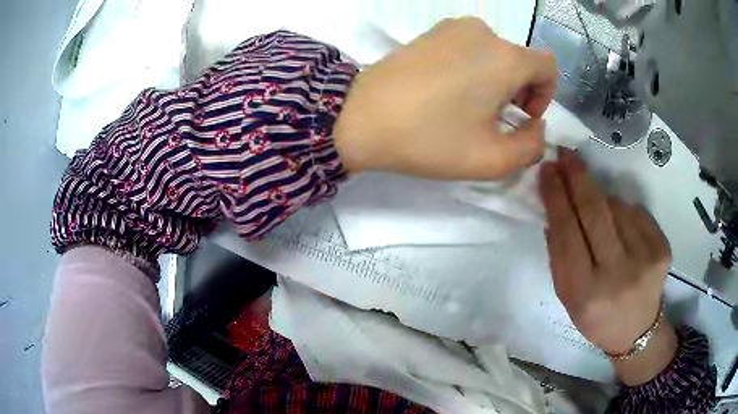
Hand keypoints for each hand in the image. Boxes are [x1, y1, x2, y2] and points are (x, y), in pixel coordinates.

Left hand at [334, 17, 556, 179]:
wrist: (360, 117)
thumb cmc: (430, 138)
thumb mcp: (492, 159)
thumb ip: (531, 147)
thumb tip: (537, 127)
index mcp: (505, 57)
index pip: (548, 66)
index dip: (545, 94)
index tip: (522, 116)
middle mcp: (483, 32)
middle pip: (520, 61)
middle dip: (518, 91)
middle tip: (491, 121)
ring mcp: (452, 27)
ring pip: (494, 54)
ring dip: (494, 81)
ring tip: (466, 108)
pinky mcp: (430, 32)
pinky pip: (468, 48)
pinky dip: (471, 68)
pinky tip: (447, 91)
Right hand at [540, 149, 676, 383]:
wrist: (637, 331)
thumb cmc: (596, 316)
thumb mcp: (568, 296)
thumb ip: (559, 254)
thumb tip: (554, 208)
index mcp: (585, 293)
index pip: (567, 233)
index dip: (556, 197)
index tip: (548, 169)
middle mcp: (617, 275)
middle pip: (595, 212)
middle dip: (578, 178)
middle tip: (566, 155)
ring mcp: (645, 259)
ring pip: (617, 207)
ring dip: (603, 202)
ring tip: (600, 219)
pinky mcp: (662, 249)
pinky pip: (636, 213)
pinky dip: (624, 213)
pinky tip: (623, 231)